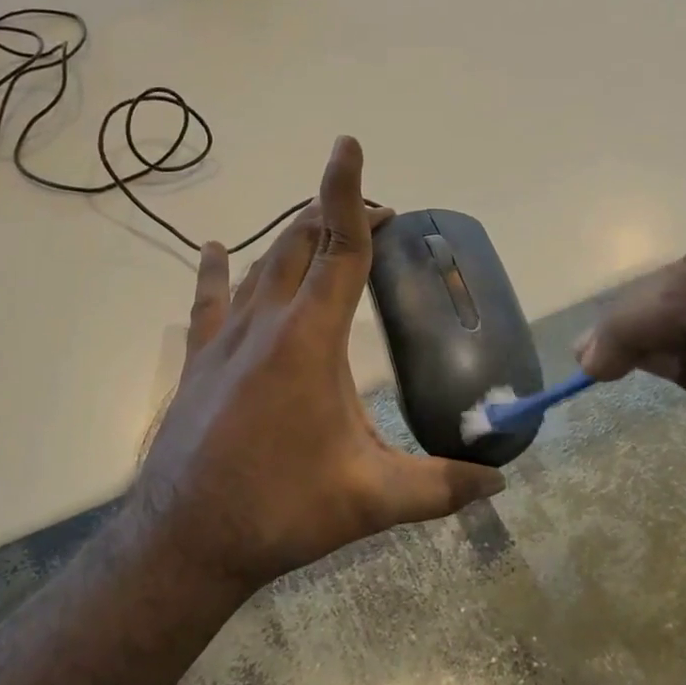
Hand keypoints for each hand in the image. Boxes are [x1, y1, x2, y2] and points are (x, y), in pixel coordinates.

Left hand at [133, 137, 504, 592]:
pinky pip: (209, 299)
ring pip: (260, 264)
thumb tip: (499, 485)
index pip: (337, 247)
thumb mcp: (372, 500)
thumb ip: (441, 487)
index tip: (349, 146)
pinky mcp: (199, 359)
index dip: (348, 194)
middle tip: (376, 219)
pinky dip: (217, 270)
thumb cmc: (281, 509)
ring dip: (293, 238)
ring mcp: (225, 338)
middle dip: (336, 217)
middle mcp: (265, 322)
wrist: (186, 539)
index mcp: (309, 338)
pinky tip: (214, 248)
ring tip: (322, 228)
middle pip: (300, 244)